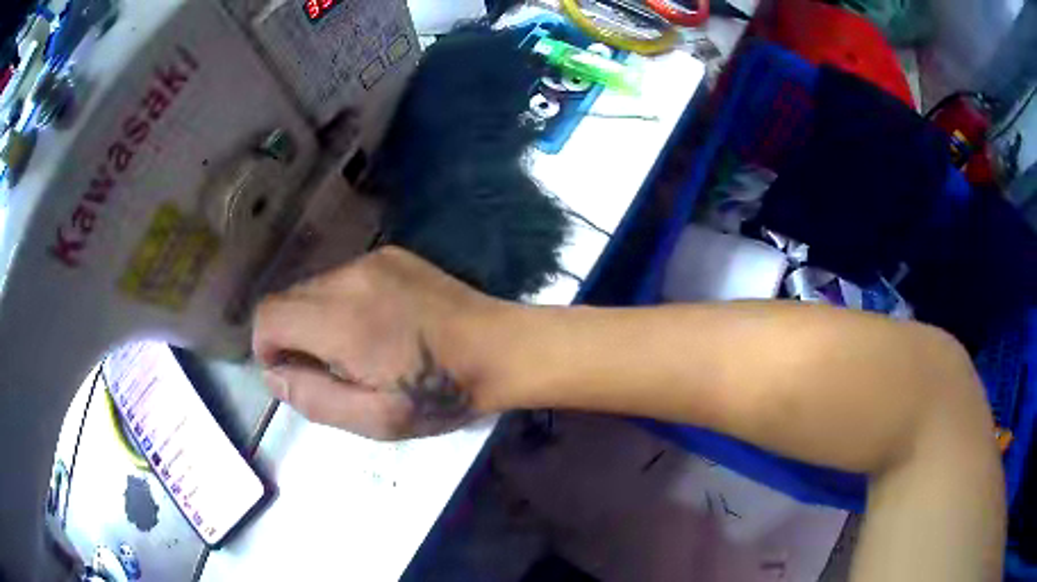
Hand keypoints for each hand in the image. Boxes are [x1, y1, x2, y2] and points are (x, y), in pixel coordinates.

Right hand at [252, 247, 499, 439]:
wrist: (503, 348)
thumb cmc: (442, 392)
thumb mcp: (376, 419)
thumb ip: (314, 399)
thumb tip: (273, 375)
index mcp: (341, 320)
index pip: (269, 316)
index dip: (267, 347)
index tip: (291, 373)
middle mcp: (349, 277)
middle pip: (288, 299)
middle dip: (292, 336)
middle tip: (328, 369)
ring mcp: (372, 259)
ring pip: (314, 287)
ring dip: (317, 319)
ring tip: (356, 350)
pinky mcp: (391, 255)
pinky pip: (343, 278)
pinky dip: (341, 303)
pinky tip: (378, 325)